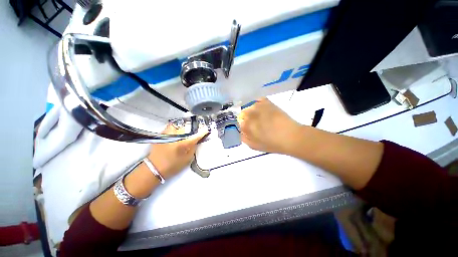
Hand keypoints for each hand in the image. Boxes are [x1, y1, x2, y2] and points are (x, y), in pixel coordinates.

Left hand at [148, 126, 207, 178]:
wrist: (154, 168)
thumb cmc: (173, 165)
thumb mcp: (187, 158)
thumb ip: (193, 147)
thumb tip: (197, 140)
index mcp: (182, 144)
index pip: (196, 135)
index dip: (202, 132)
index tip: (206, 129)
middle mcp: (175, 136)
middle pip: (187, 126)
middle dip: (193, 127)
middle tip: (196, 129)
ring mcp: (167, 134)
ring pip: (179, 124)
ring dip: (184, 126)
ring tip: (187, 130)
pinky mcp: (161, 134)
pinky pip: (171, 126)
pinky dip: (176, 127)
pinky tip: (178, 131)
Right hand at [239, 98, 302, 154]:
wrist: (290, 137)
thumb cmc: (272, 144)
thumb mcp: (255, 146)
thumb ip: (244, 139)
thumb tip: (241, 132)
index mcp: (246, 126)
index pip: (240, 122)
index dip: (245, 125)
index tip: (250, 128)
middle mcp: (250, 115)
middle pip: (244, 113)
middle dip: (248, 117)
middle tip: (256, 122)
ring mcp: (259, 107)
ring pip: (251, 106)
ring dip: (254, 111)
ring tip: (262, 116)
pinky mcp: (268, 103)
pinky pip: (260, 100)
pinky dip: (260, 103)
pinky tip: (264, 109)